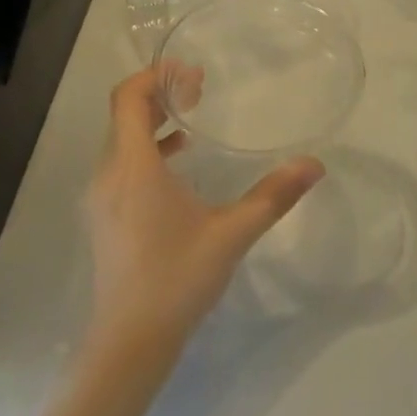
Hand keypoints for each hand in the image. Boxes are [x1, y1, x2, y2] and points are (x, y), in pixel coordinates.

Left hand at [85, 65, 323, 359]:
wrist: (129, 343)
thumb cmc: (177, 279)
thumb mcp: (231, 234)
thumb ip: (273, 196)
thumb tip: (314, 164)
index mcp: (133, 167)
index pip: (128, 97)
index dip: (155, 76)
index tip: (191, 73)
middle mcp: (109, 173)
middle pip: (124, 113)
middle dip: (159, 93)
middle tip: (199, 88)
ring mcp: (102, 196)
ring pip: (122, 139)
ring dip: (152, 120)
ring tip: (192, 116)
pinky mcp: (105, 215)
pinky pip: (122, 163)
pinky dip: (147, 149)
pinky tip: (179, 161)